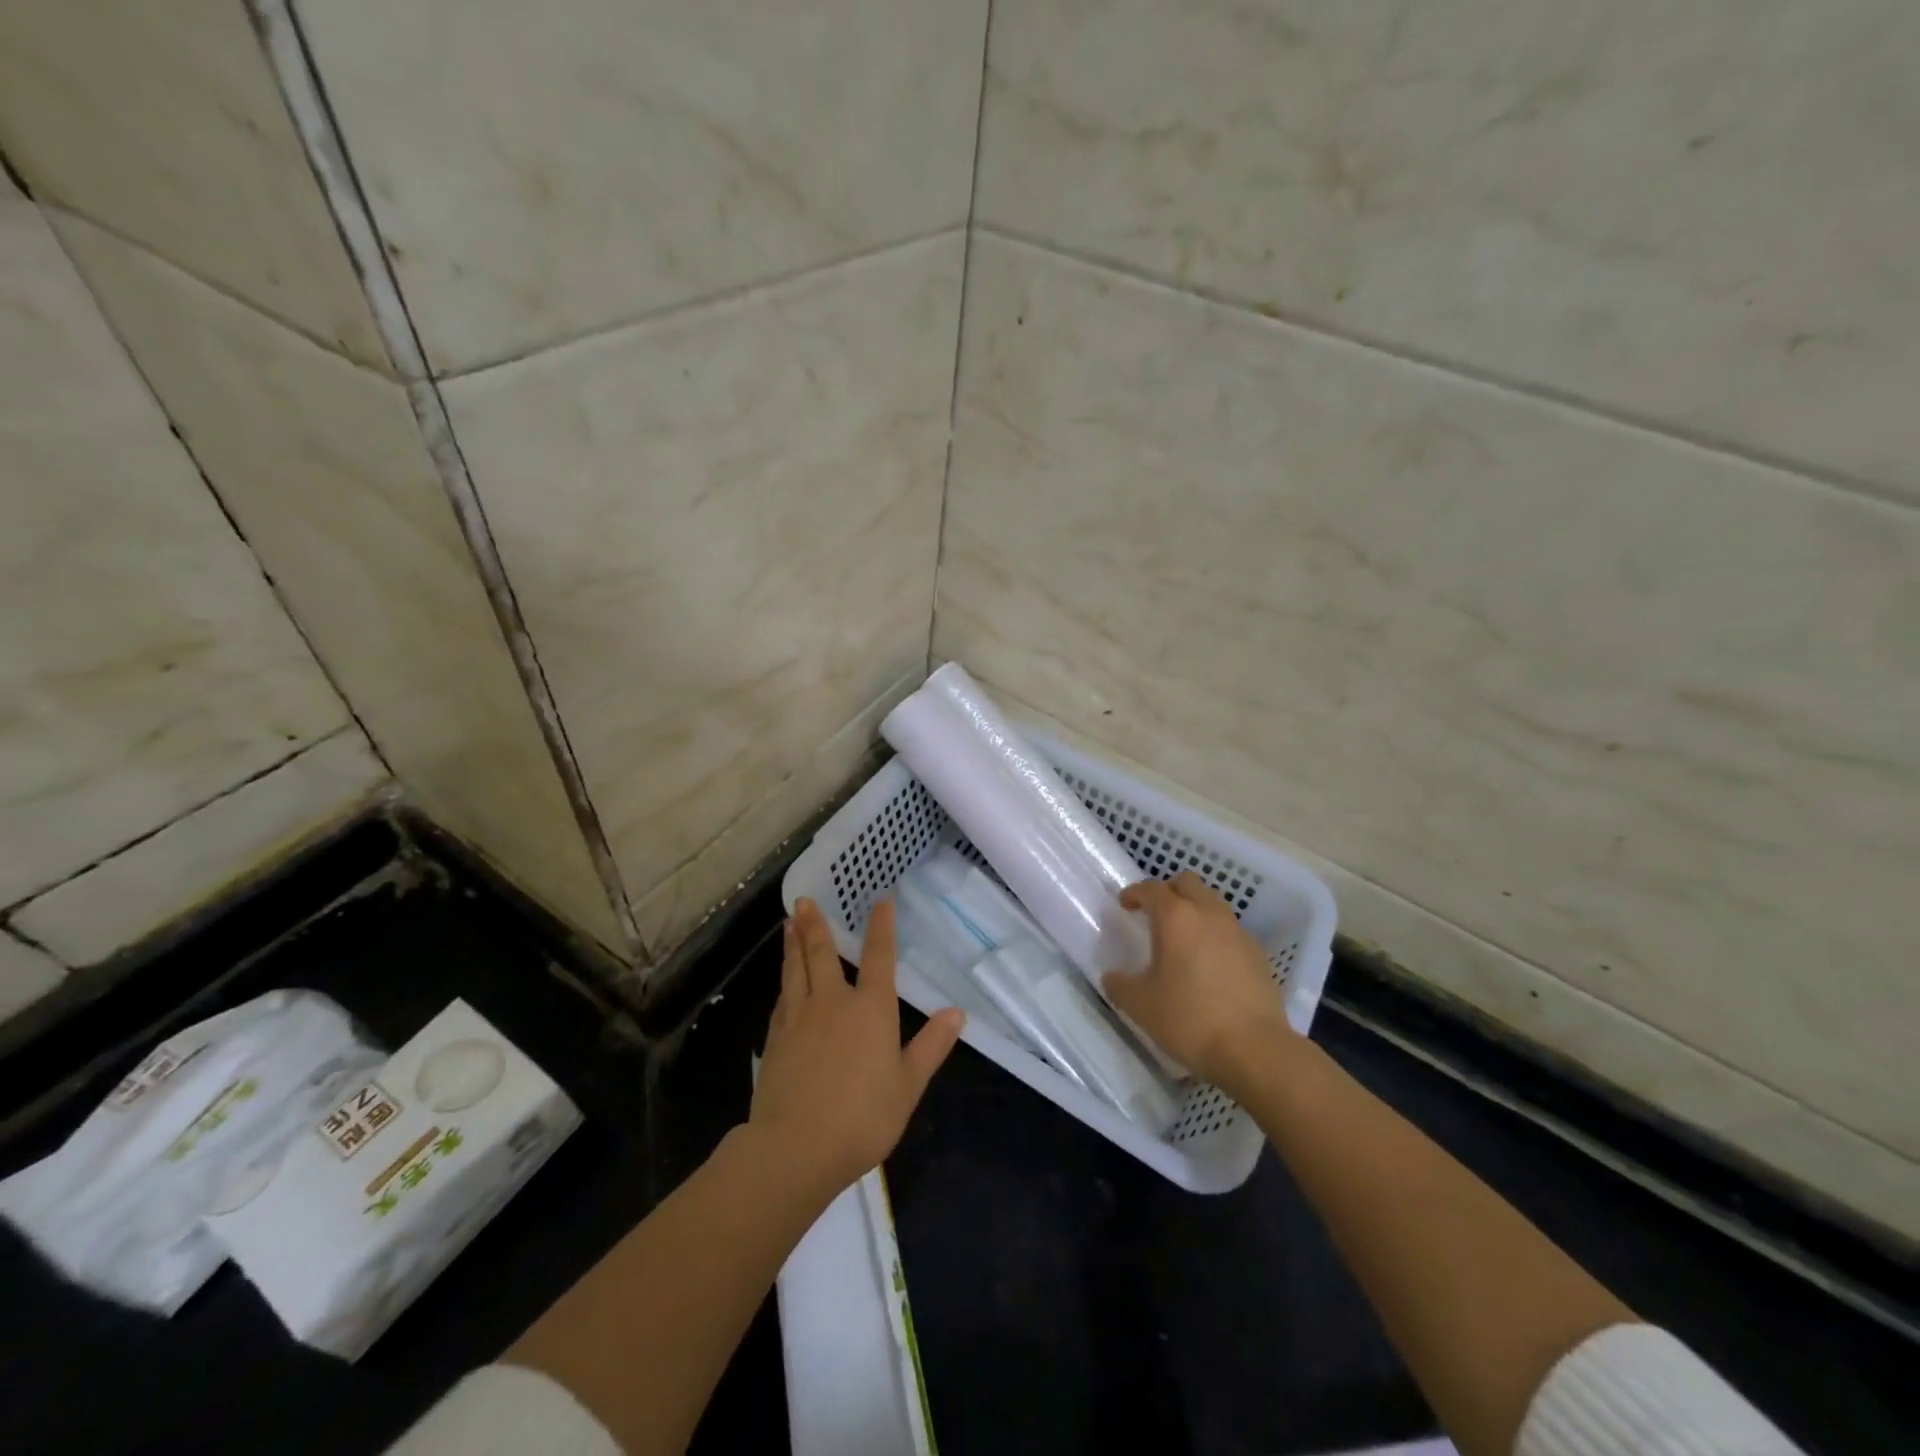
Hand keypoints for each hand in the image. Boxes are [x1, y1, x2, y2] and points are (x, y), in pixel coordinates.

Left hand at [749, 898, 963, 1197]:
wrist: (795, 1146)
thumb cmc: (862, 1117)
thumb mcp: (908, 1085)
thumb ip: (931, 1046)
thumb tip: (957, 1013)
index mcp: (871, 1008)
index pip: (879, 956)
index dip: (881, 926)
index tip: (880, 900)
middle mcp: (832, 1002)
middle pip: (822, 953)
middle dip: (816, 924)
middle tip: (804, 899)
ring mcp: (799, 1018)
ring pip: (795, 969)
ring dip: (793, 943)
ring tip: (789, 922)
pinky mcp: (775, 1038)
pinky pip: (782, 997)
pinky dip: (784, 980)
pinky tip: (783, 981)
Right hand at [1103, 872, 1297, 1096]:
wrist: (1255, 1050)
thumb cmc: (1190, 1019)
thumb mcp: (1140, 1006)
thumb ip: (1120, 985)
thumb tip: (1113, 977)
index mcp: (1176, 918)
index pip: (1152, 889)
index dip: (1135, 893)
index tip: (1125, 904)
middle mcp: (1208, 914)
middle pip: (1187, 883)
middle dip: (1168, 892)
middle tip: (1154, 914)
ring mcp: (1237, 932)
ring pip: (1212, 903)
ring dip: (1194, 910)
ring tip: (1182, 938)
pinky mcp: (1257, 954)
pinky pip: (1230, 930)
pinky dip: (1214, 934)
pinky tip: (1208, 963)